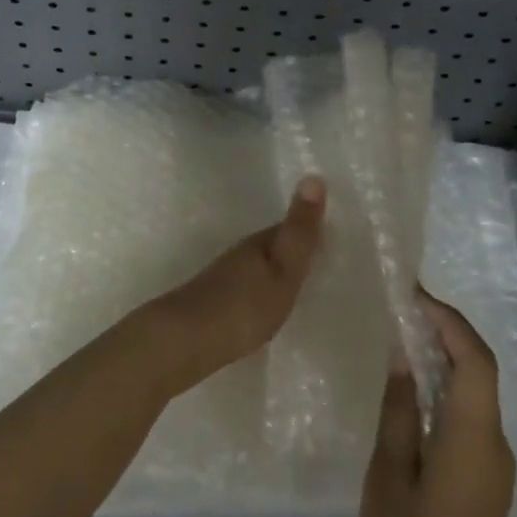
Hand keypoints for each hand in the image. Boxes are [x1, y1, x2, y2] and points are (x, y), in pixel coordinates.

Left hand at [149, 177, 325, 389]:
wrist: (185, 340)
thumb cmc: (243, 305)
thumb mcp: (282, 269)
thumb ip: (299, 231)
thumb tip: (314, 176)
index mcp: (259, 243)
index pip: (288, 227)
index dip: (309, 228)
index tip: (331, 230)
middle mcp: (239, 254)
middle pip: (271, 246)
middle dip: (291, 249)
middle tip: (319, 256)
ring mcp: (223, 279)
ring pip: (257, 267)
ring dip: (274, 270)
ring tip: (297, 282)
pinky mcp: (214, 304)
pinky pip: (246, 288)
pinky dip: (260, 291)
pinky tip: (265, 306)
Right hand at [361, 291, 515, 516]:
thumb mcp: (388, 476)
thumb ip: (398, 411)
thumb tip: (403, 356)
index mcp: (472, 437)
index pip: (474, 359)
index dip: (449, 320)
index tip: (413, 295)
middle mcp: (494, 441)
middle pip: (478, 368)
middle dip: (445, 331)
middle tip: (402, 309)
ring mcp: (495, 461)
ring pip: (475, 390)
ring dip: (444, 357)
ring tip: (400, 338)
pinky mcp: (486, 476)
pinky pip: (470, 414)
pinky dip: (445, 388)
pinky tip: (412, 388)